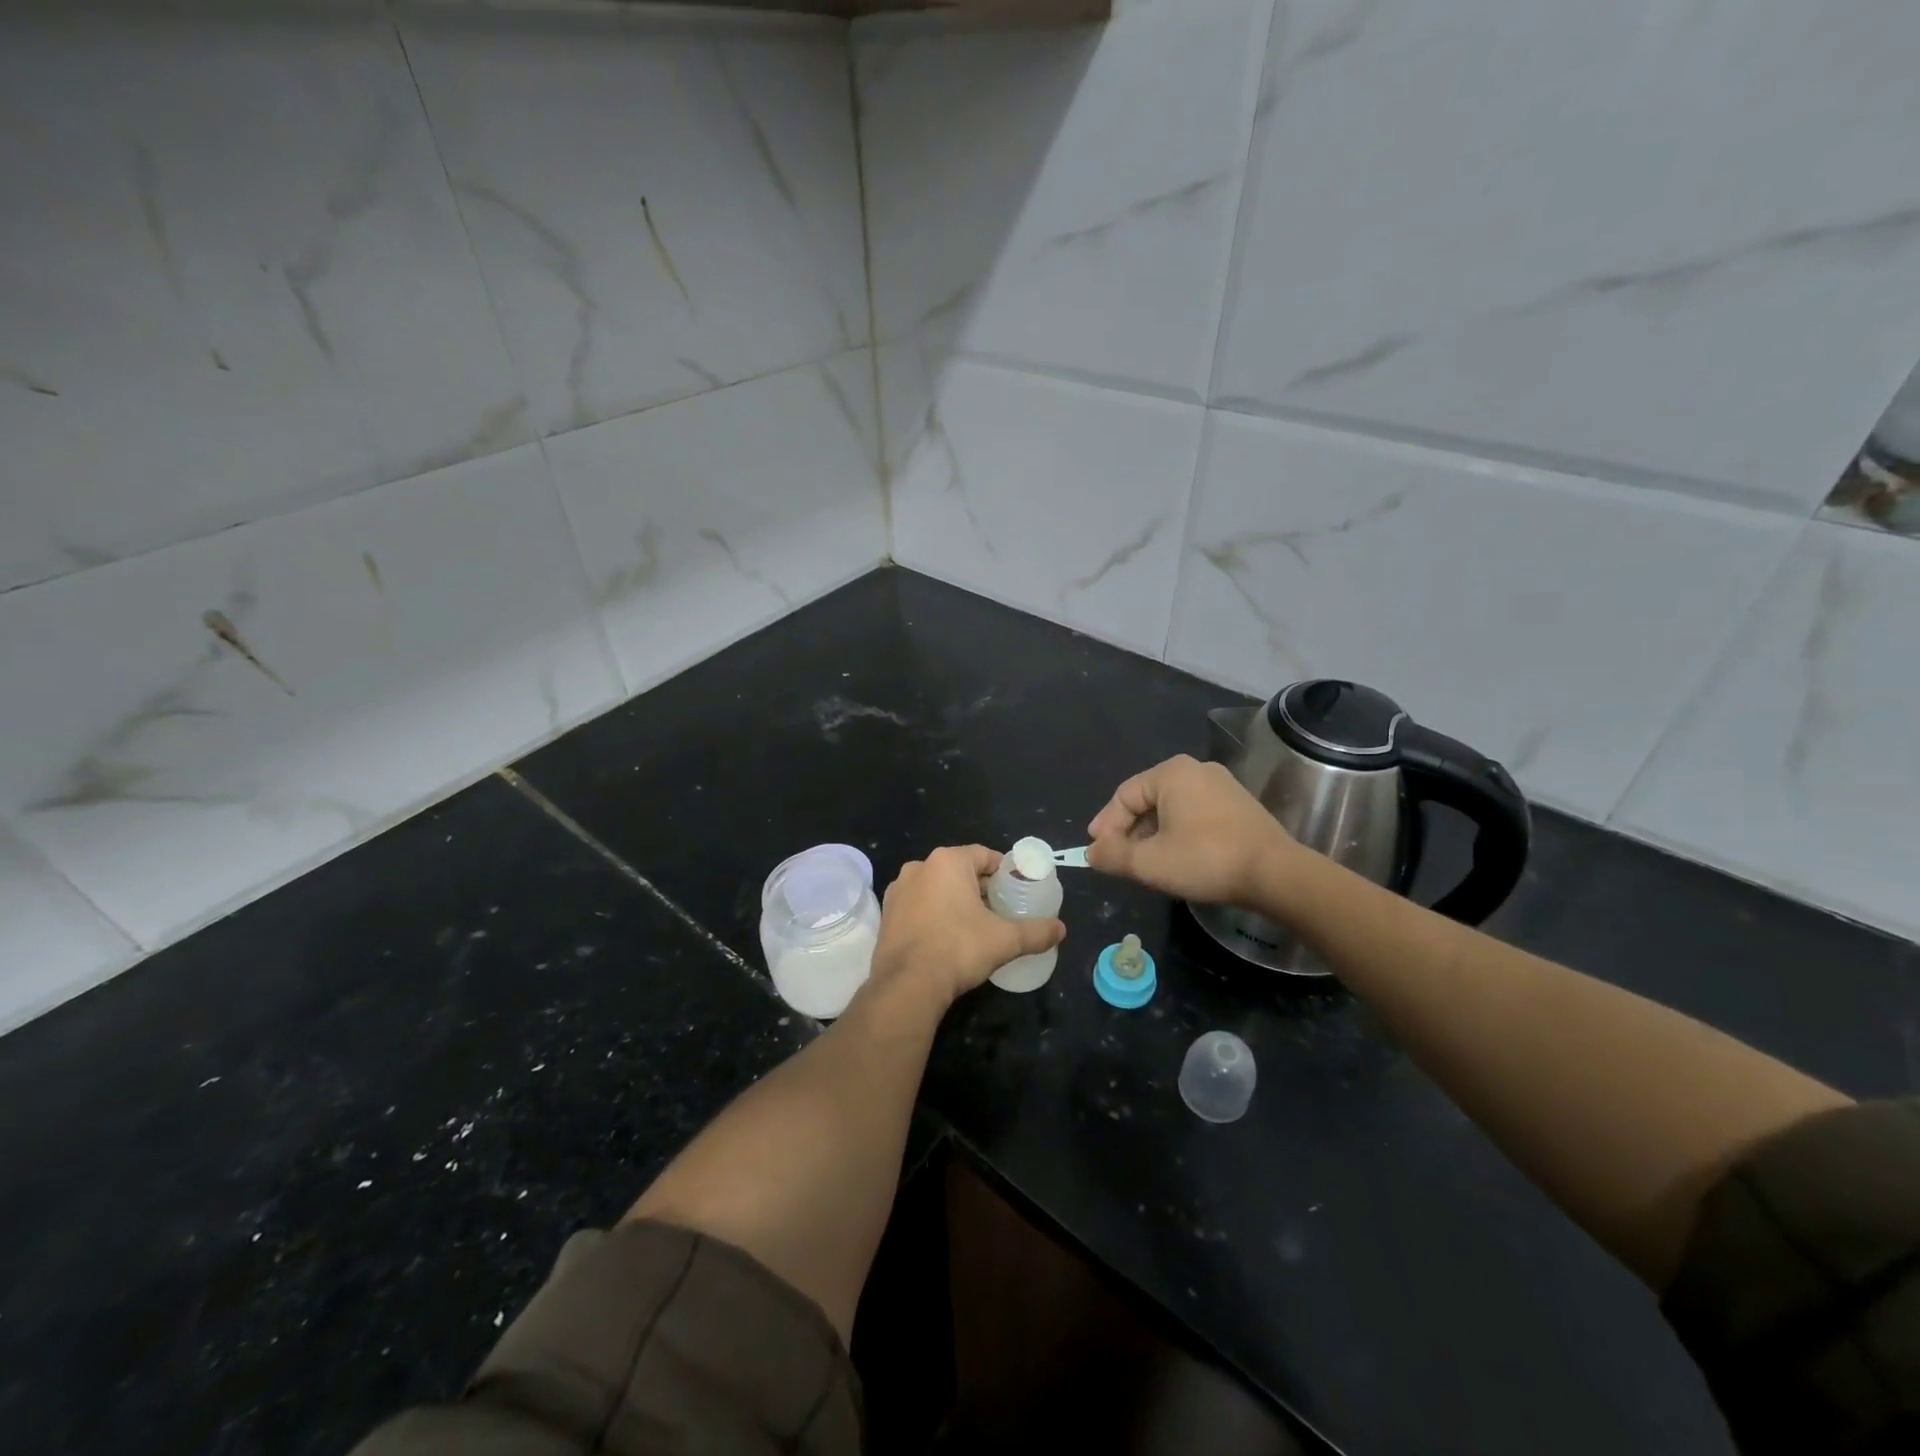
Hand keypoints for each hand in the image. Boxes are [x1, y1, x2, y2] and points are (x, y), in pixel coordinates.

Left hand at [871, 845, 1065, 1008]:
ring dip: (955, 900)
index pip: (984, 856)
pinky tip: (946, 936)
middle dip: (980, 887)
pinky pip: (918, 905)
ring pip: (936, 887)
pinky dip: (933, 914)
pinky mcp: (887, 914)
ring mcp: (898, 890)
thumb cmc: (959, 949)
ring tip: (975, 925)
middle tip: (1000, 910)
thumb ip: (1036, 932)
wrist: (907, 984)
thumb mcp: (1005, 940)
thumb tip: (1062, 930)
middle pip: (960, 870)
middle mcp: (919, 867)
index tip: (1016, 891)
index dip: (1004, 872)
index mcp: (948, 861)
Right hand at [1086, 755, 1301, 907]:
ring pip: (1171, 810)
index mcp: (1171, 773)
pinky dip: (1178, 834)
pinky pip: (1194, 815)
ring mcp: (1222, 786)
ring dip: (1153, 836)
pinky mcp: (1239, 806)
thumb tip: (1091, 853)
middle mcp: (1196, 770)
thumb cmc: (1206, 860)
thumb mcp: (1150, 863)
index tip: (1097, 853)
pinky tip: (1178, 859)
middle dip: (1129, 832)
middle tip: (1119, 860)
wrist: (1277, 875)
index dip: (1105, 826)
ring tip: (1146, 864)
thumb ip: (1113, 855)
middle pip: (1147, 801)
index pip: (1124, 796)